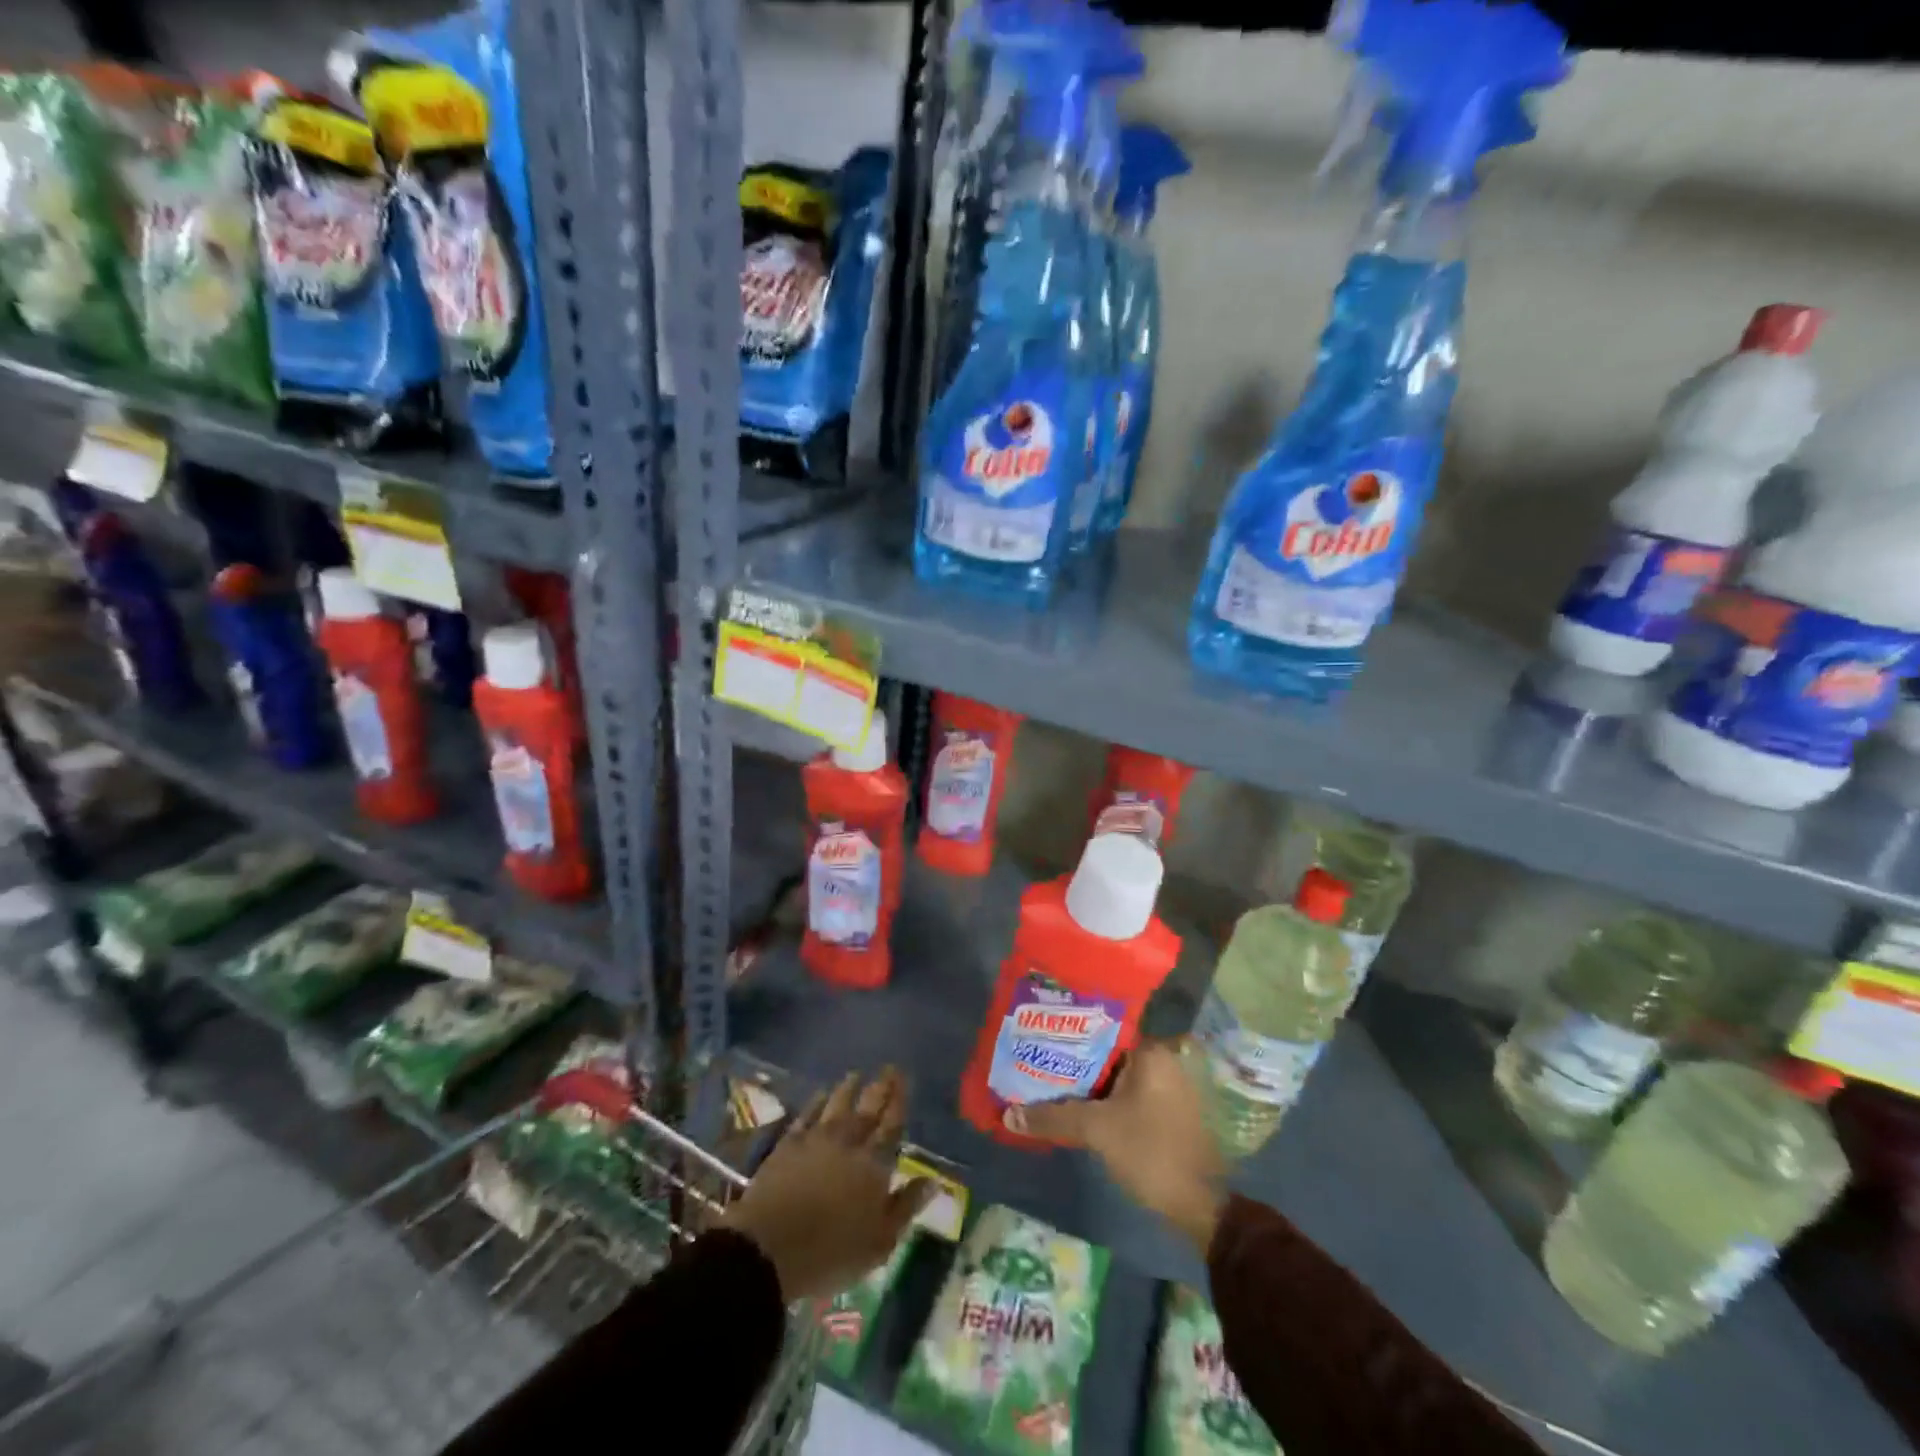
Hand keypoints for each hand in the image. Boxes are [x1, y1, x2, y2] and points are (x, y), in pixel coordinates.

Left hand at [723, 1066, 931, 1301]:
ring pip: (837, 1106)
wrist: (768, 1247)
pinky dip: (816, 1102)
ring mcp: (816, 1140)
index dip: (899, 1101)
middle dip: (880, 1088)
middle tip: (888, 1068)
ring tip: (856, 1074)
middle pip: (867, 1110)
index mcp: (873, 1166)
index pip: (891, 1126)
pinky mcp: (788, 1145)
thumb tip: (933, 1181)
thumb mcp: (879, 1242)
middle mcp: (848, 1144)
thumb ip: (906, 1207)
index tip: (904, 1078)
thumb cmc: (830, 1252)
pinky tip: (821, 1094)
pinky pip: (807, 1115)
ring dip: (848, 1089)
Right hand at [1006, 1038, 1227, 1253]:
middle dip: (1073, 1060)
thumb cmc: (1151, 1152)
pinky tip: (1076, 1106)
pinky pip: (1127, 1092)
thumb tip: (1009, 1115)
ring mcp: (1168, 1085)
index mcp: (1151, 1051)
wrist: (1201, 1207)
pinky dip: (1104, 1098)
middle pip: (1107, 1052)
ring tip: (1048, 1081)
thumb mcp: (1097, 1131)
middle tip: (1037, 1060)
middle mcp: (1163, 1059)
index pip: (1101, 1028)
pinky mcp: (1168, 1109)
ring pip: (1116, 1075)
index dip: (1067, 1033)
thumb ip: (1053, 1117)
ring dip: (1087, 1082)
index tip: (1038, 1036)